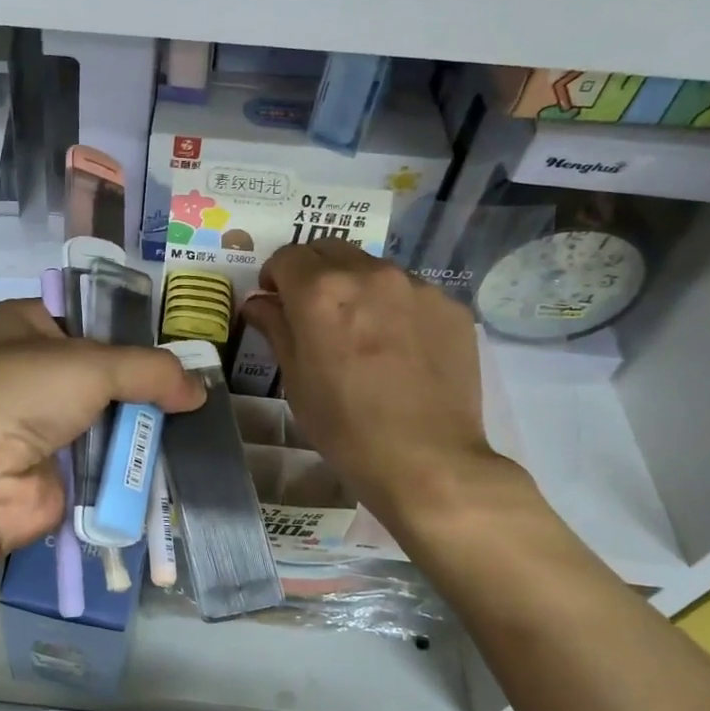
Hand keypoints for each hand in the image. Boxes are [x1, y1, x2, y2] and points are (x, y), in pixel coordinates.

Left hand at [0, 299, 204, 559]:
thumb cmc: (23, 392)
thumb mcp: (91, 363)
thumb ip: (150, 370)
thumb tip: (198, 389)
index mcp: (23, 325)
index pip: (86, 317)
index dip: (128, 329)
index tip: (173, 344)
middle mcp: (29, 370)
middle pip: (100, 371)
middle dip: (141, 382)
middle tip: (190, 390)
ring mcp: (40, 423)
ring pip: (105, 416)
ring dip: (140, 424)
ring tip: (191, 424)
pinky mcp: (54, 469)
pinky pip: (104, 459)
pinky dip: (130, 461)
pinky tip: (168, 459)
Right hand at [241, 242, 519, 533]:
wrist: (427, 460)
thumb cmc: (345, 427)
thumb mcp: (295, 380)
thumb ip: (276, 328)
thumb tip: (259, 303)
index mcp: (321, 292)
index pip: (287, 256)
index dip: (274, 276)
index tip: (275, 301)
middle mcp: (370, 274)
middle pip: (329, 250)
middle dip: (312, 271)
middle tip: (312, 310)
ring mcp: (416, 287)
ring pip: (373, 268)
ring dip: (355, 286)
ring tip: (361, 330)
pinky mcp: (450, 307)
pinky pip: (411, 293)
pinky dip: (394, 307)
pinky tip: (399, 348)